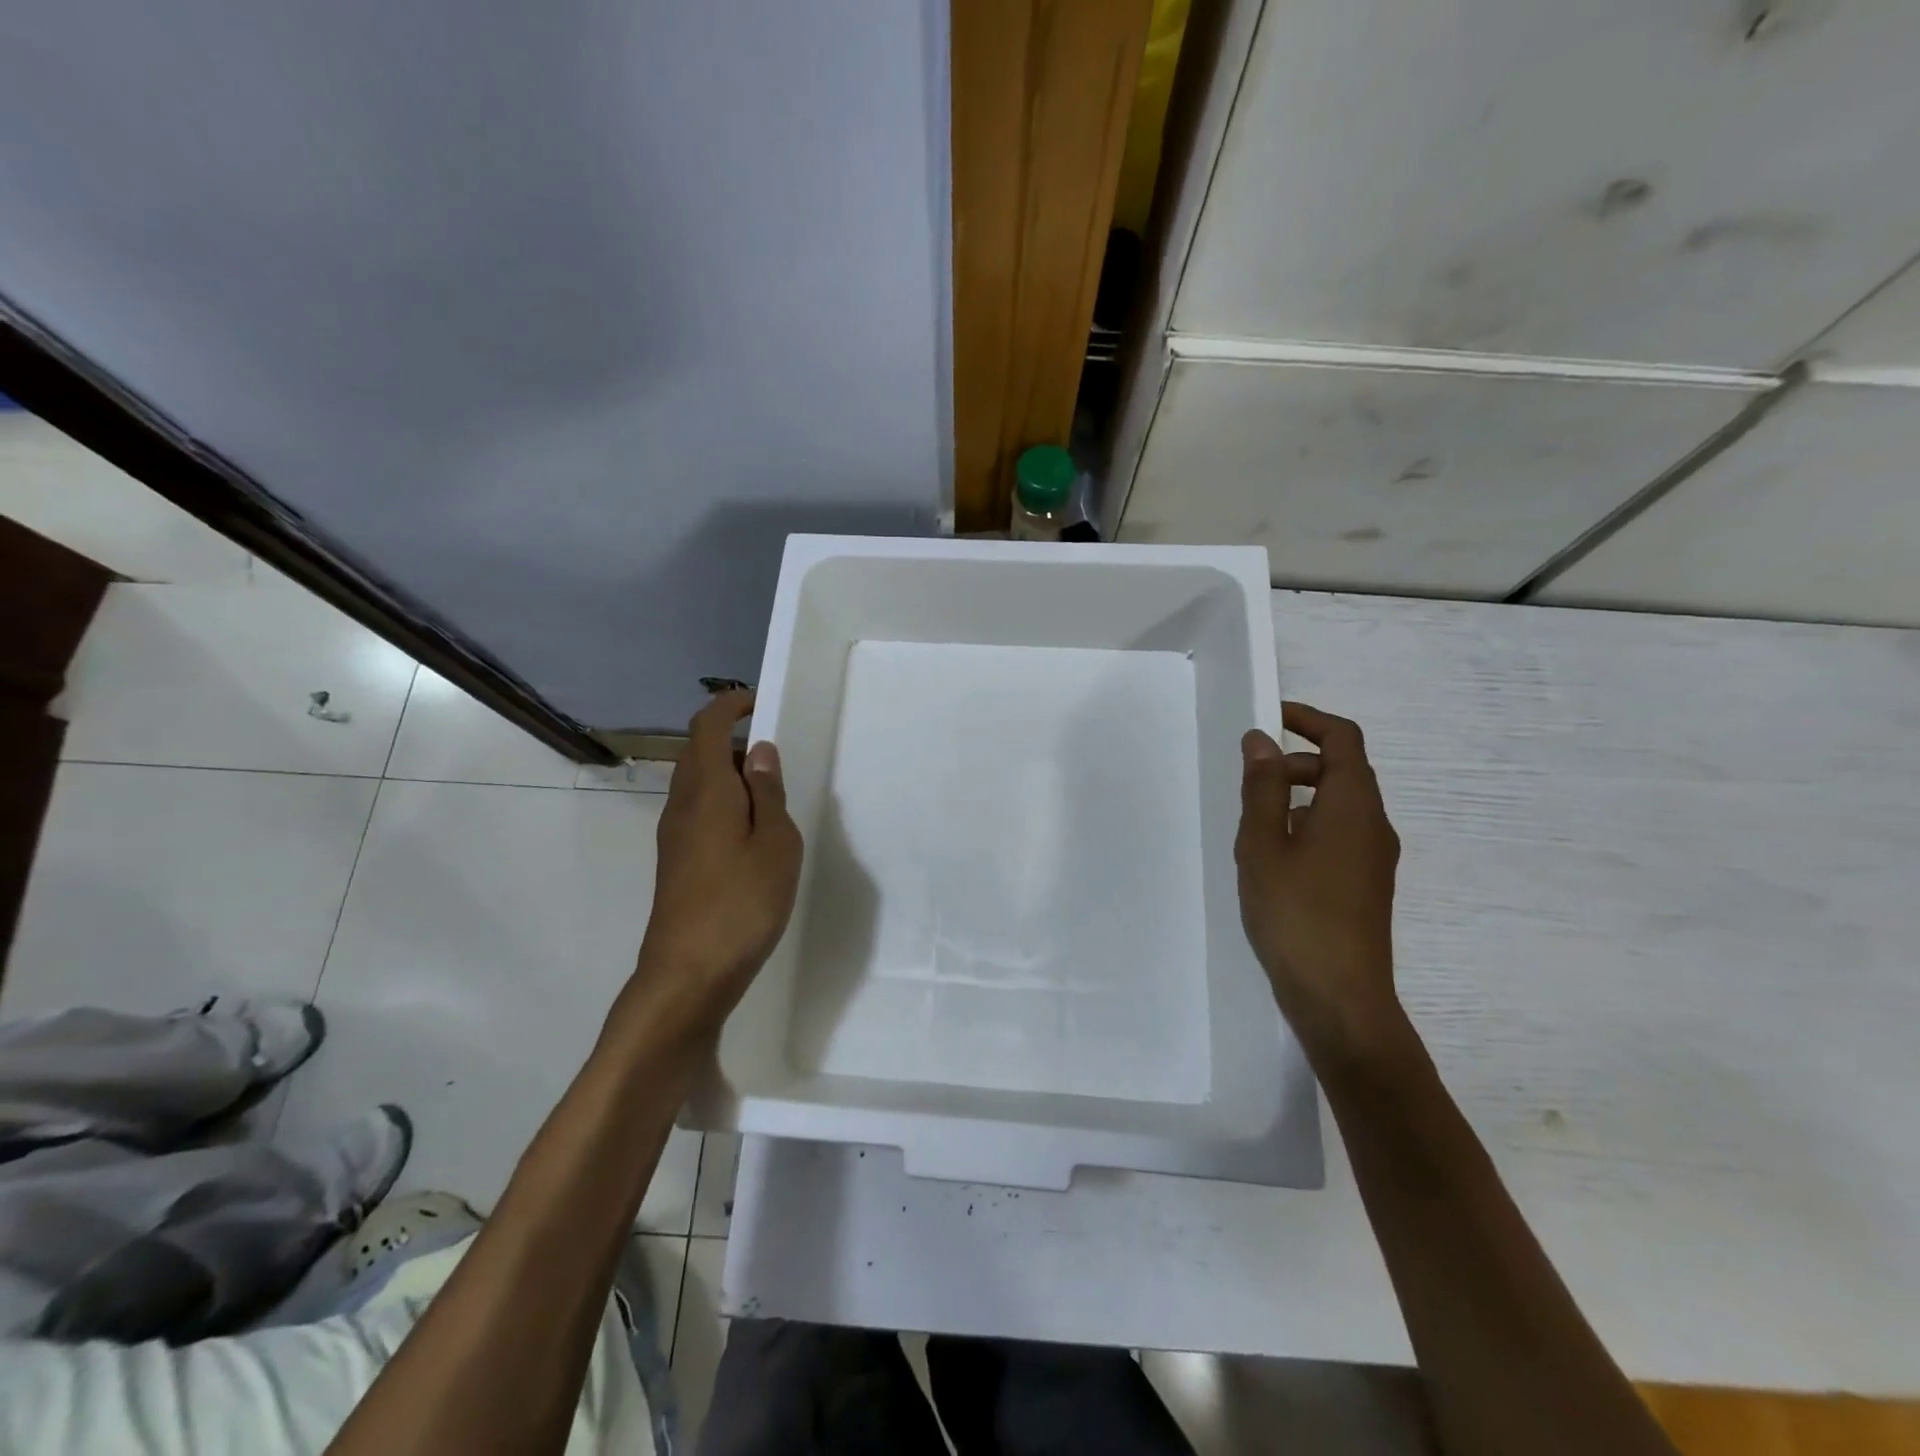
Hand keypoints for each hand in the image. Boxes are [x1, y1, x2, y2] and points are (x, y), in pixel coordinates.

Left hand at [634, 690, 802, 1028]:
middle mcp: (682, 804)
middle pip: (699, 752)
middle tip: (775, 752)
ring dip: (730, 773)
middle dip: (732, 739)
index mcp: (706, 790)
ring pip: (699, 783)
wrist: (688, 974)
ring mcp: (675, 835)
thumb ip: (768, 793)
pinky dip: (725, 802)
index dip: (730, 706)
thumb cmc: (741, 903)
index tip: (759, 702)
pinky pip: (699, 810)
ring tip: (771, 792)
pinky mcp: (678, 861)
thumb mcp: (775, 843)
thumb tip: (760, 752)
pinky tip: (753, 830)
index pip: (708, 727)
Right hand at [1236, 701, 1402, 1069]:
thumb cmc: (1296, 913)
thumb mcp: (1263, 844)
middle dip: (1295, 761)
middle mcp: (1373, 824)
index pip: (1343, 738)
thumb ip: (1262, 788)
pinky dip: (1305, 825)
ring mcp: (1373, 858)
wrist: (1340, 997)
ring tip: (1252, 825)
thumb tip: (1262, 740)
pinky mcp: (1364, 885)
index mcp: (1353, 805)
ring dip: (1297, 796)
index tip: (1269, 716)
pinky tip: (1273, 859)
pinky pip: (1337, 834)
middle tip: (1249, 780)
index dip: (1308, 719)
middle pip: (1341, 770)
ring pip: (1337, 805)